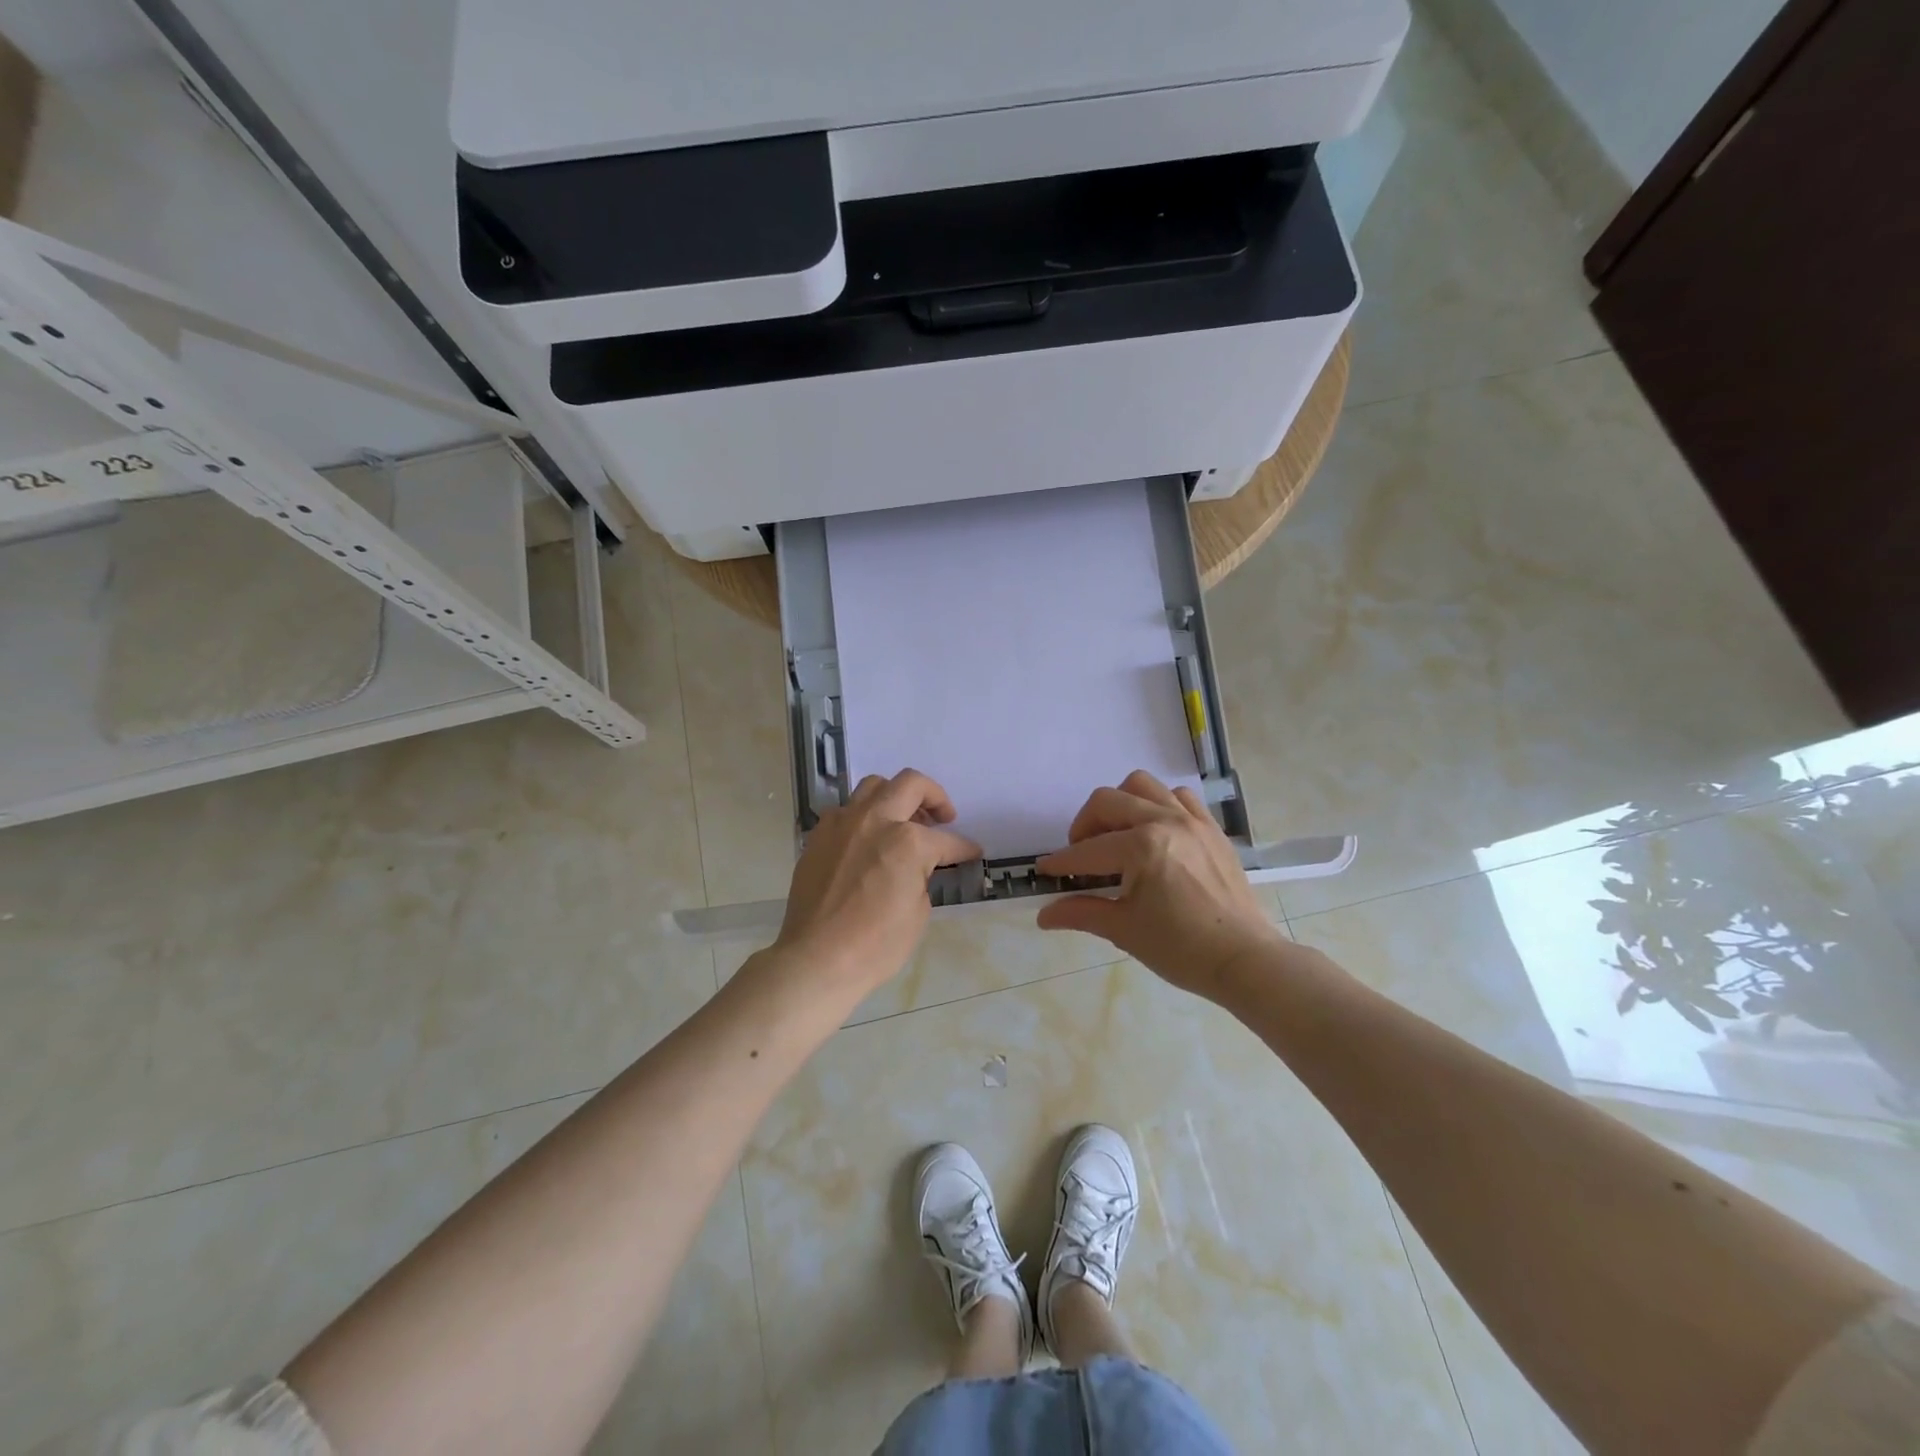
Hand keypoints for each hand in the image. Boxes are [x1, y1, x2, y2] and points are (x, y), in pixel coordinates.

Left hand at [772, 769, 980, 996]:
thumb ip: (921, 877)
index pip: (946, 840)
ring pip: (873, 786)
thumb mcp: (918, 912)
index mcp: (907, 841)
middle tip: (942, 817)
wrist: (817, 959)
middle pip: (910, 784)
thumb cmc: (876, 944)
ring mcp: (843, 824)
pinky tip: (867, 840)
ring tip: (903, 820)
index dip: (964, 848)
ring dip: (895, 796)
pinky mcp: (819, 836)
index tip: (972, 852)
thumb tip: (915, 867)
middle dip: (934, 796)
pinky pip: (845, 811)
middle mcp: (875, 820)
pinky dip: (863, 817)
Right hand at [1036, 770, 1282, 1000]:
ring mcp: (1192, 820)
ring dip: (1120, 804)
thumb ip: (1081, 913)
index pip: (1087, 851)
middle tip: (1080, 855)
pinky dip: (1159, 804)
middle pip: (1107, 801)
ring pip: (1143, 786)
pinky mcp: (1211, 828)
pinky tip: (1154, 832)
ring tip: (1116, 835)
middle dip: (1084, 826)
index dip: (1061, 862)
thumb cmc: (1181, 949)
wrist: (1245, 960)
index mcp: (1142, 847)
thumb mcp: (1124, 930)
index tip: (1044, 871)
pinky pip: (1179, 796)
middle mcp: (1165, 821)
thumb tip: (1044, 916)